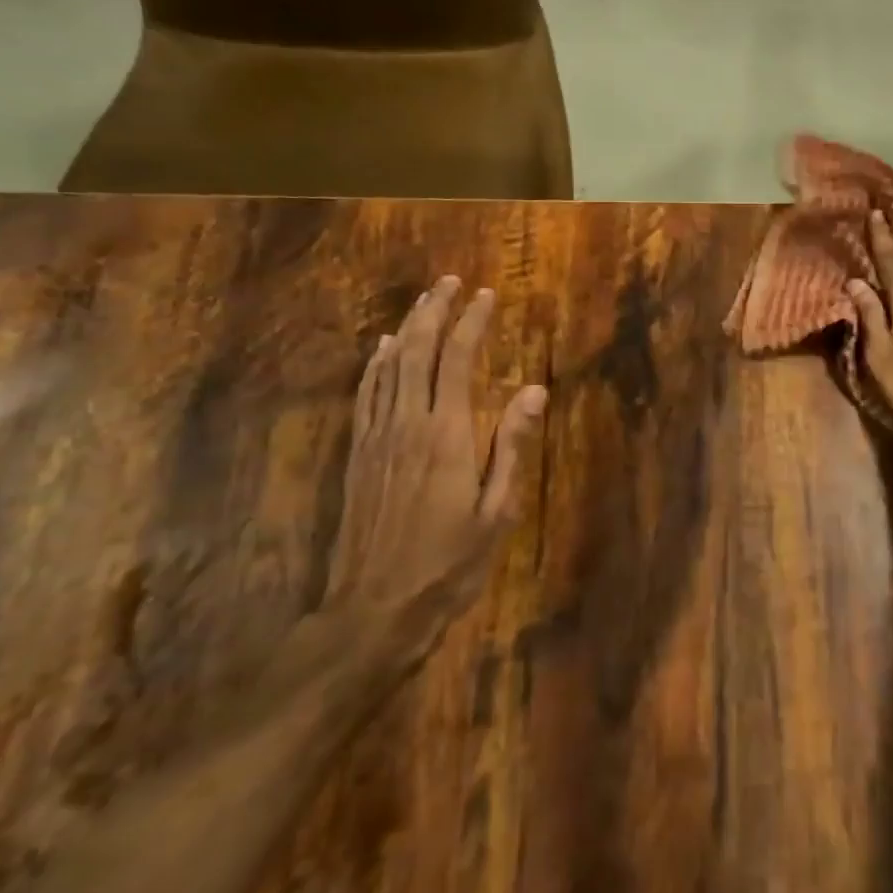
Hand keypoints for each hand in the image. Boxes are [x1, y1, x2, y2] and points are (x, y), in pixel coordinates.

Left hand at [331, 275, 546, 629]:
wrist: (375, 610)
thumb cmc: (448, 564)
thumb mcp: (497, 512)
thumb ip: (512, 447)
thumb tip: (534, 390)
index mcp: (447, 435)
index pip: (458, 361)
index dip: (472, 323)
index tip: (487, 295)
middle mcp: (407, 425)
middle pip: (417, 352)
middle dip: (434, 311)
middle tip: (450, 282)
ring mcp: (377, 438)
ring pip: (388, 367)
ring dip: (405, 328)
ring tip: (422, 301)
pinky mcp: (358, 455)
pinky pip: (366, 395)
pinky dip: (375, 364)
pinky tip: (380, 350)